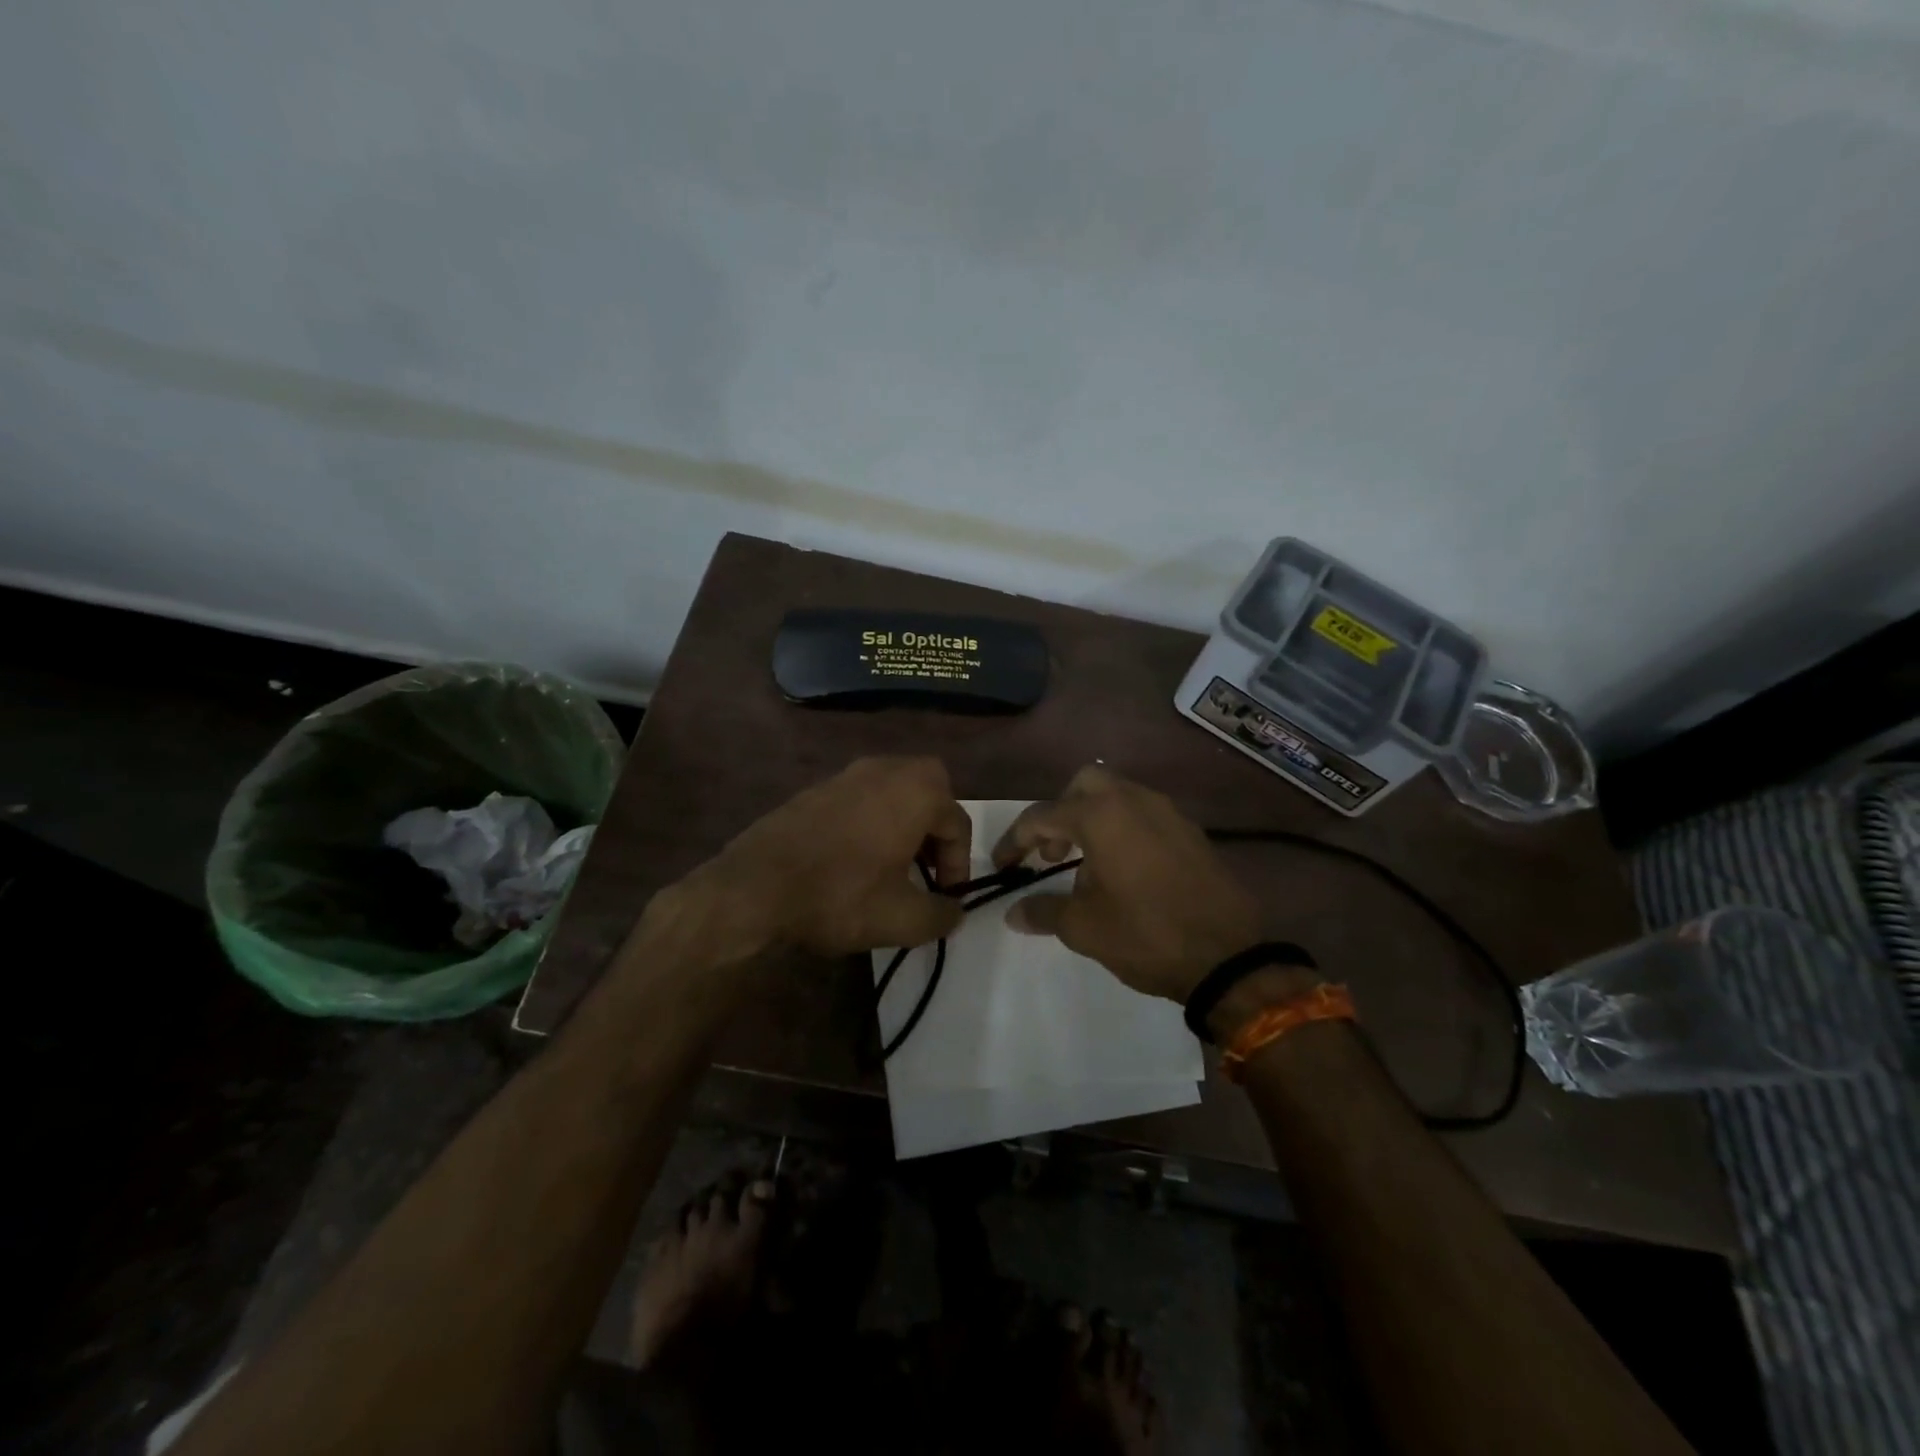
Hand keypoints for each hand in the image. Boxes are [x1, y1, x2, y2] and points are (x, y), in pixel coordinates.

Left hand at [684, 756, 971, 956]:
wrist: (754, 887)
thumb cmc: (839, 896)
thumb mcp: (902, 919)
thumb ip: (941, 915)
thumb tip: (954, 912)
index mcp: (916, 791)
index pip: (958, 823)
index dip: (959, 865)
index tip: (946, 898)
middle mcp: (886, 770)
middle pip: (930, 791)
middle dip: (936, 829)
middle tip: (927, 868)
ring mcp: (847, 774)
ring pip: (895, 791)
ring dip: (904, 823)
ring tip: (894, 866)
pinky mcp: (816, 788)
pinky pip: (862, 797)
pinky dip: (872, 820)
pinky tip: (856, 859)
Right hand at [993, 765, 1264, 1002]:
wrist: (1228, 956)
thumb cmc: (1145, 935)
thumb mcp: (1084, 928)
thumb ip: (1043, 911)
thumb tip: (1014, 913)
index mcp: (1100, 816)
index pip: (1042, 816)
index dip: (1015, 841)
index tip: (1003, 867)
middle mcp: (1134, 800)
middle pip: (1084, 784)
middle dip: (1060, 813)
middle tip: (1052, 854)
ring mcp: (1168, 812)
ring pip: (1119, 795)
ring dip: (1093, 820)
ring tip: (1087, 867)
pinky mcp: (1191, 831)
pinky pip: (1146, 814)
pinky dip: (1124, 829)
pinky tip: (1126, 872)